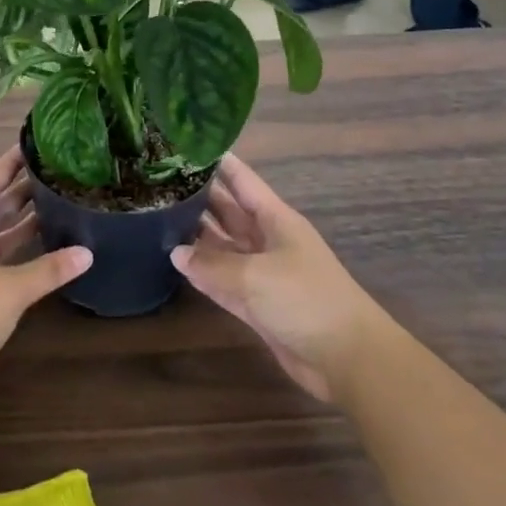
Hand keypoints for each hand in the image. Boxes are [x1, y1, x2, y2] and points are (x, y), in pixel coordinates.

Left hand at [0, 148, 91, 415]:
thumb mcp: (9, 291)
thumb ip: (49, 270)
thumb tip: (87, 252)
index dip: (12, 161)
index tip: (36, 143)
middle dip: (22, 189)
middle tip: (57, 172)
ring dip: (20, 220)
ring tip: (56, 202)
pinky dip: (15, 250)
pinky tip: (41, 248)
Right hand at [171, 155, 379, 403]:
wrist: (346, 357)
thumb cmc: (305, 300)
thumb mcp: (254, 276)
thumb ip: (211, 264)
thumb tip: (177, 252)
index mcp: (276, 219)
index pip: (242, 181)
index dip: (218, 163)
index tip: (185, 147)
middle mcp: (268, 239)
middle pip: (229, 211)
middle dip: (199, 197)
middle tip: (159, 182)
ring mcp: (262, 272)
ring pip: (223, 245)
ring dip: (196, 235)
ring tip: (158, 216)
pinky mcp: (257, 302)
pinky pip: (223, 279)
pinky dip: (204, 272)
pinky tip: (176, 262)